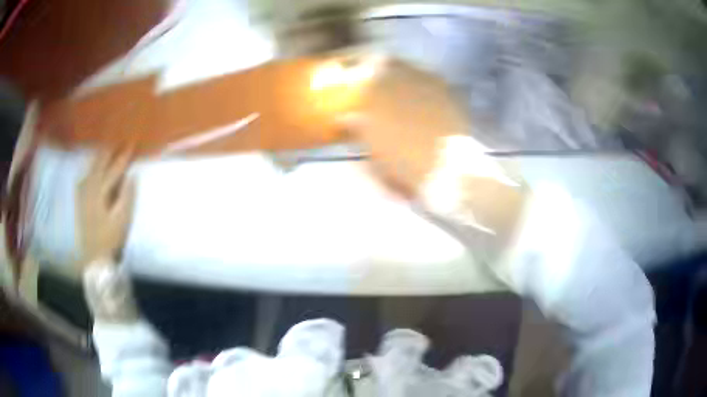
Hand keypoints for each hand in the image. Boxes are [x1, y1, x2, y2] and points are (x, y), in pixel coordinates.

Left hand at [76, 150, 134, 268]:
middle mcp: (90, 190)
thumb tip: (132, 176)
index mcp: (101, 193)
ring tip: (104, 147)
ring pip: (89, 169)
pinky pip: (82, 179)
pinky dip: (87, 170)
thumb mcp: (122, 220)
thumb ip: (127, 197)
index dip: (123, 156)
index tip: (132, 144)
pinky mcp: (80, 202)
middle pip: (99, 165)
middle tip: (117, 139)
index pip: (114, 169)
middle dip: (109, 151)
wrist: (94, 256)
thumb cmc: (110, 239)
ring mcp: (83, 195)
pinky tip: (88, 168)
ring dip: (97, 157)